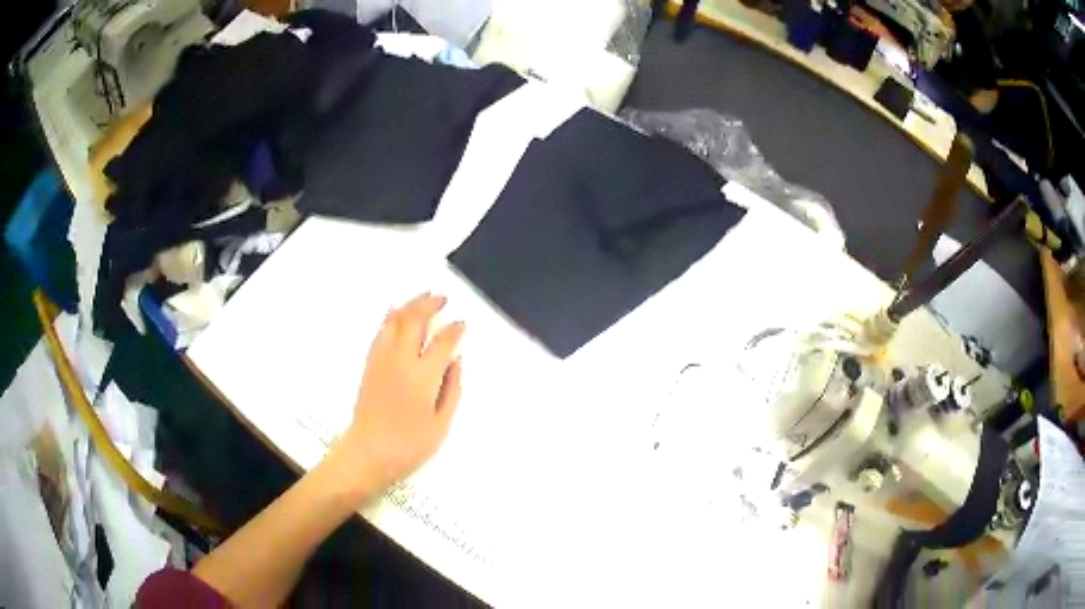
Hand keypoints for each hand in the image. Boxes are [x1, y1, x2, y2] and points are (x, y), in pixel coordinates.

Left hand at [328, 293, 464, 499]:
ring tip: (422, 297)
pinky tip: (396, 313)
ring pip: (395, 321)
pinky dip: (391, 317)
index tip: (461, 323)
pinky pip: (381, 332)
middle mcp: (401, 360)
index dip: (454, 330)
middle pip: (415, 321)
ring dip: (410, 305)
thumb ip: (452, 389)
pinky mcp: (370, 364)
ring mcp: (382, 360)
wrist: (368, 452)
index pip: (442, 342)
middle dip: (429, 305)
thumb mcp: (441, 423)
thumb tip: (456, 362)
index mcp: (423, 376)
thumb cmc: (409, 444)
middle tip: (442, 298)